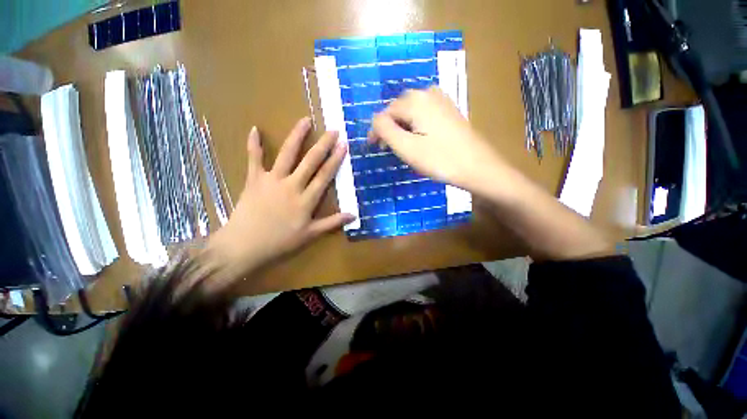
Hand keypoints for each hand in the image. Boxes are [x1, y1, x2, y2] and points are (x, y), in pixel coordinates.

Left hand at [205, 117, 354, 281]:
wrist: (244, 246)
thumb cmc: (280, 242)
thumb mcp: (310, 235)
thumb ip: (332, 223)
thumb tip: (353, 215)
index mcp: (306, 199)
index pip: (325, 175)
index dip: (335, 160)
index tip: (343, 145)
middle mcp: (292, 185)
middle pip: (310, 161)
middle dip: (323, 144)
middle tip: (333, 130)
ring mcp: (272, 180)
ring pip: (287, 154)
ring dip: (297, 136)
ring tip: (305, 120)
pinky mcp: (254, 180)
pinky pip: (254, 159)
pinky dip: (254, 145)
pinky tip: (254, 128)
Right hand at [369, 87, 506, 194]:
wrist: (477, 166)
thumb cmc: (439, 159)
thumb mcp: (406, 147)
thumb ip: (385, 130)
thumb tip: (375, 121)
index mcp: (415, 101)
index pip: (385, 112)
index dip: (376, 130)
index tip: (373, 147)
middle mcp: (428, 93)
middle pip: (398, 109)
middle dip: (389, 126)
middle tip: (386, 147)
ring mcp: (442, 100)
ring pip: (411, 111)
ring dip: (402, 125)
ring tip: (401, 144)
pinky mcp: (449, 110)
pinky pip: (424, 113)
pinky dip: (415, 124)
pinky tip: (418, 137)